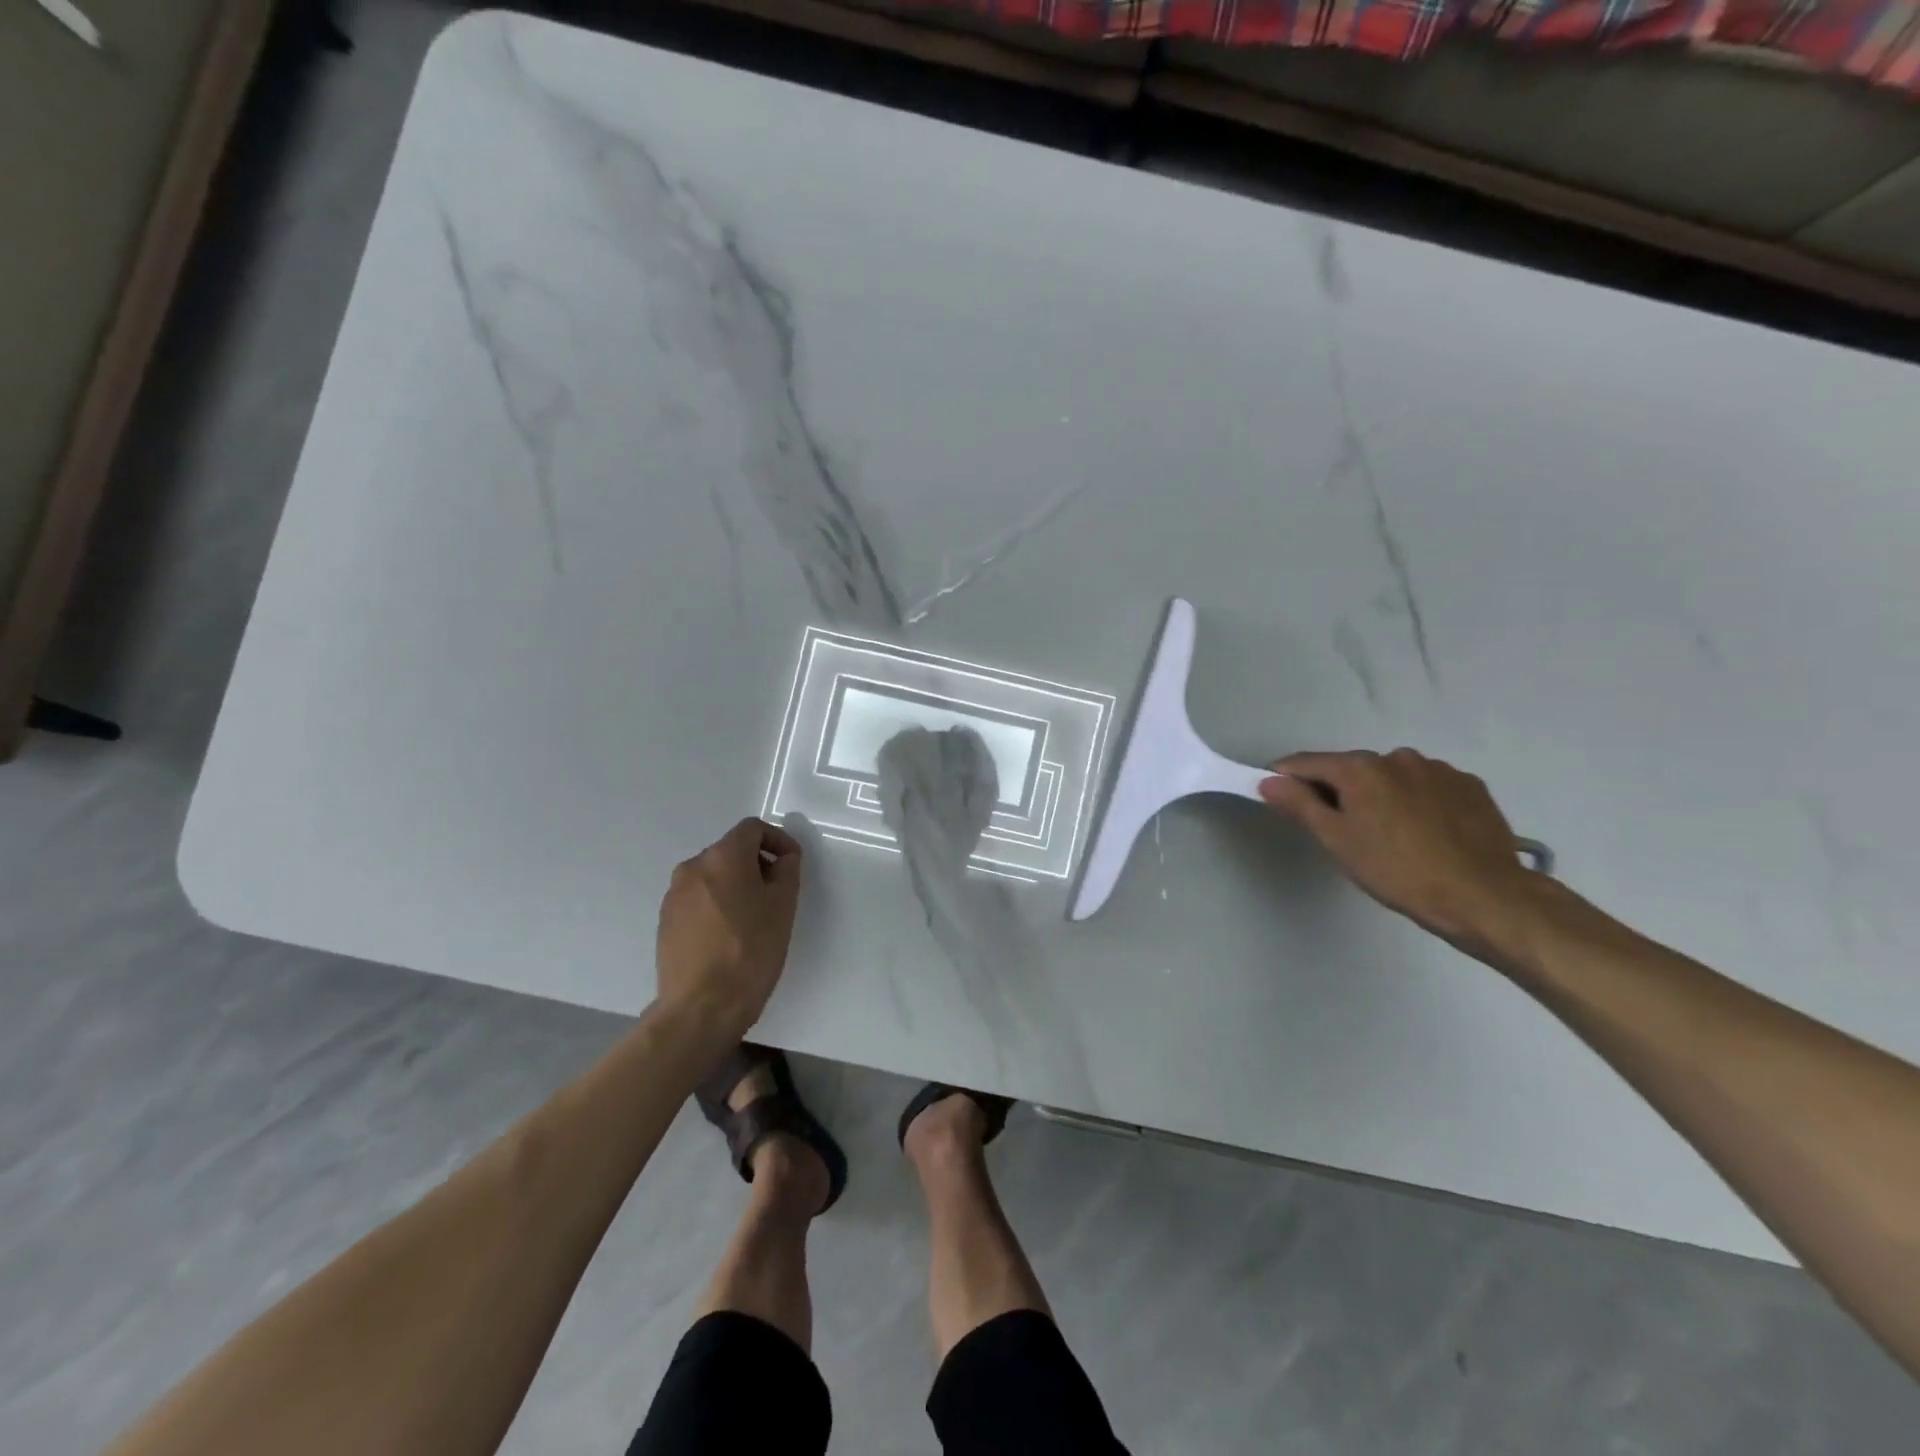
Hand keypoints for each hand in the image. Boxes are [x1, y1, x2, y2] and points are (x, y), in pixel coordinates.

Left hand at [656, 818, 803, 1037]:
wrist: (701, 1008)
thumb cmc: (750, 952)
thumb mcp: (783, 907)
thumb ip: (787, 870)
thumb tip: (782, 857)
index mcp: (722, 857)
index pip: (752, 828)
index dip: (778, 839)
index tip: (792, 864)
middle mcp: (692, 868)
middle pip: (731, 851)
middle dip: (757, 864)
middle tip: (778, 894)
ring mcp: (674, 895)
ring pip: (713, 876)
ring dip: (736, 885)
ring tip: (754, 918)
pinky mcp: (665, 922)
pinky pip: (698, 899)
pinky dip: (717, 905)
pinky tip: (729, 936)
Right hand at [1258, 748, 1543, 956]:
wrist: (1485, 897)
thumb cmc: (1398, 870)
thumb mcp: (1337, 841)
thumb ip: (1300, 805)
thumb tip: (1269, 780)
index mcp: (1361, 768)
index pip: (1306, 763)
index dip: (1286, 778)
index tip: (1276, 797)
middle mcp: (1398, 757)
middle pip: (1350, 769)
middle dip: (1337, 792)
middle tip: (1339, 831)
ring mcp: (1438, 769)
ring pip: (1391, 778)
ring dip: (1380, 797)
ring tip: (1389, 836)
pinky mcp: (1470, 787)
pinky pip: (1427, 787)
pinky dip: (1415, 802)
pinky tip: (1424, 834)